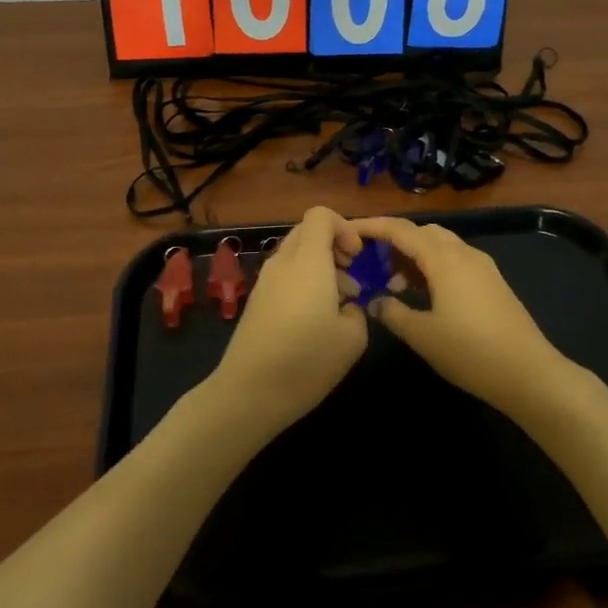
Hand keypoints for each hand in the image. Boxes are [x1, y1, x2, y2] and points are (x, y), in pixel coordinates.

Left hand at [212, 207, 368, 429]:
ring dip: (321, 267)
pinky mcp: (257, 301)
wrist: (249, 393)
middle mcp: (284, 262)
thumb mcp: (353, 337)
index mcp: (308, 260)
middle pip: (308, 232)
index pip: (321, 215)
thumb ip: (358, 310)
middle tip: (352, 276)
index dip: (345, 227)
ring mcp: (266, 281)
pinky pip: (285, 275)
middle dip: (334, 246)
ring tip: (340, 304)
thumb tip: (347, 305)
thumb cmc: (307, 360)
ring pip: (296, 255)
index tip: (358, 258)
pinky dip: (304, 283)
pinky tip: (316, 320)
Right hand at [346, 217, 587, 423]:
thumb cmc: (470, 352)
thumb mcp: (422, 335)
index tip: (349, 230)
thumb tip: (376, 301)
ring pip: (441, 246)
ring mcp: (483, 267)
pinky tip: (425, 295)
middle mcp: (464, 253)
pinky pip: (455, 261)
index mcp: (444, 259)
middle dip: (395, 241)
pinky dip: (434, 267)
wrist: (529, 373)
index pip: (402, 230)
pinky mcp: (493, 282)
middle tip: (373, 263)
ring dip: (415, 256)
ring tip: (395, 285)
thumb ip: (393, 313)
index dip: (374, 226)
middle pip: (423, 232)